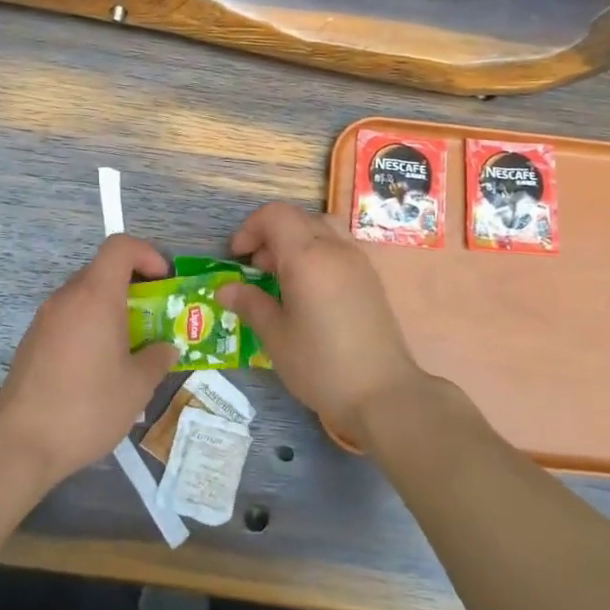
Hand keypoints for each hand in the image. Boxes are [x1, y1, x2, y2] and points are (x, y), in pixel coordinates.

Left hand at [0, 234, 178, 486]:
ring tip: (129, 348)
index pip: (120, 246)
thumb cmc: (87, 407)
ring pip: (85, 296)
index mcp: (95, 297)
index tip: (163, 282)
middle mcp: (67, 298)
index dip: (147, 254)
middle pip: (103, 271)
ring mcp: (45, 319)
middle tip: (154, 319)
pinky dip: (90, 327)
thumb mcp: (137, 386)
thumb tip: (166, 348)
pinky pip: (69, 318)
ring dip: (111, 310)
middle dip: (134, 287)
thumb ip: (158, 359)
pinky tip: (98, 367)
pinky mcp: (32, 341)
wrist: (21, 444)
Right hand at [215, 203, 439, 447]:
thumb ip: (251, 304)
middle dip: (271, 235)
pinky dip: (317, 254)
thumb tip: (226, 289)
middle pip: (298, 218)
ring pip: (322, 229)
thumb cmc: (321, 365)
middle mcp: (335, 249)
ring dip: (296, 241)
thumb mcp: (276, 337)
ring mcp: (358, 262)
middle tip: (257, 269)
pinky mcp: (371, 280)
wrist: (383, 394)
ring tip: (283, 278)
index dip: (250, 228)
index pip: (275, 215)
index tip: (237, 257)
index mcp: (307, 256)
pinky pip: (339, 248)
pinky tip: (309, 292)